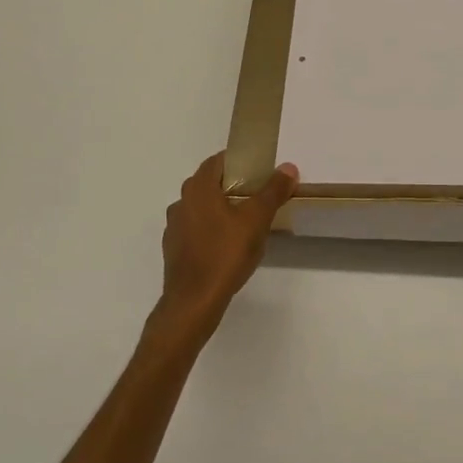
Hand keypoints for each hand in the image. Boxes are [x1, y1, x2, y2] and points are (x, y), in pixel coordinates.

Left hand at [155, 153, 299, 343]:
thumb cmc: (225, 254)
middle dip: (230, 184)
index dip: (236, 160)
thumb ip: (273, 191)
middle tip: (256, 193)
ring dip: (219, 208)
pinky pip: (194, 229)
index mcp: (198, 189)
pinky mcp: (173, 249)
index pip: (216, 161)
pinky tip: (226, 245)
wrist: (194, 302)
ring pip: (200, 208)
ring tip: (244, 220)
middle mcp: (181, 202)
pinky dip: (209, 229)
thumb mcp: (256, 220)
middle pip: (207, 184)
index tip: (257, 167)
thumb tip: (288, 167)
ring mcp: (174, 227)